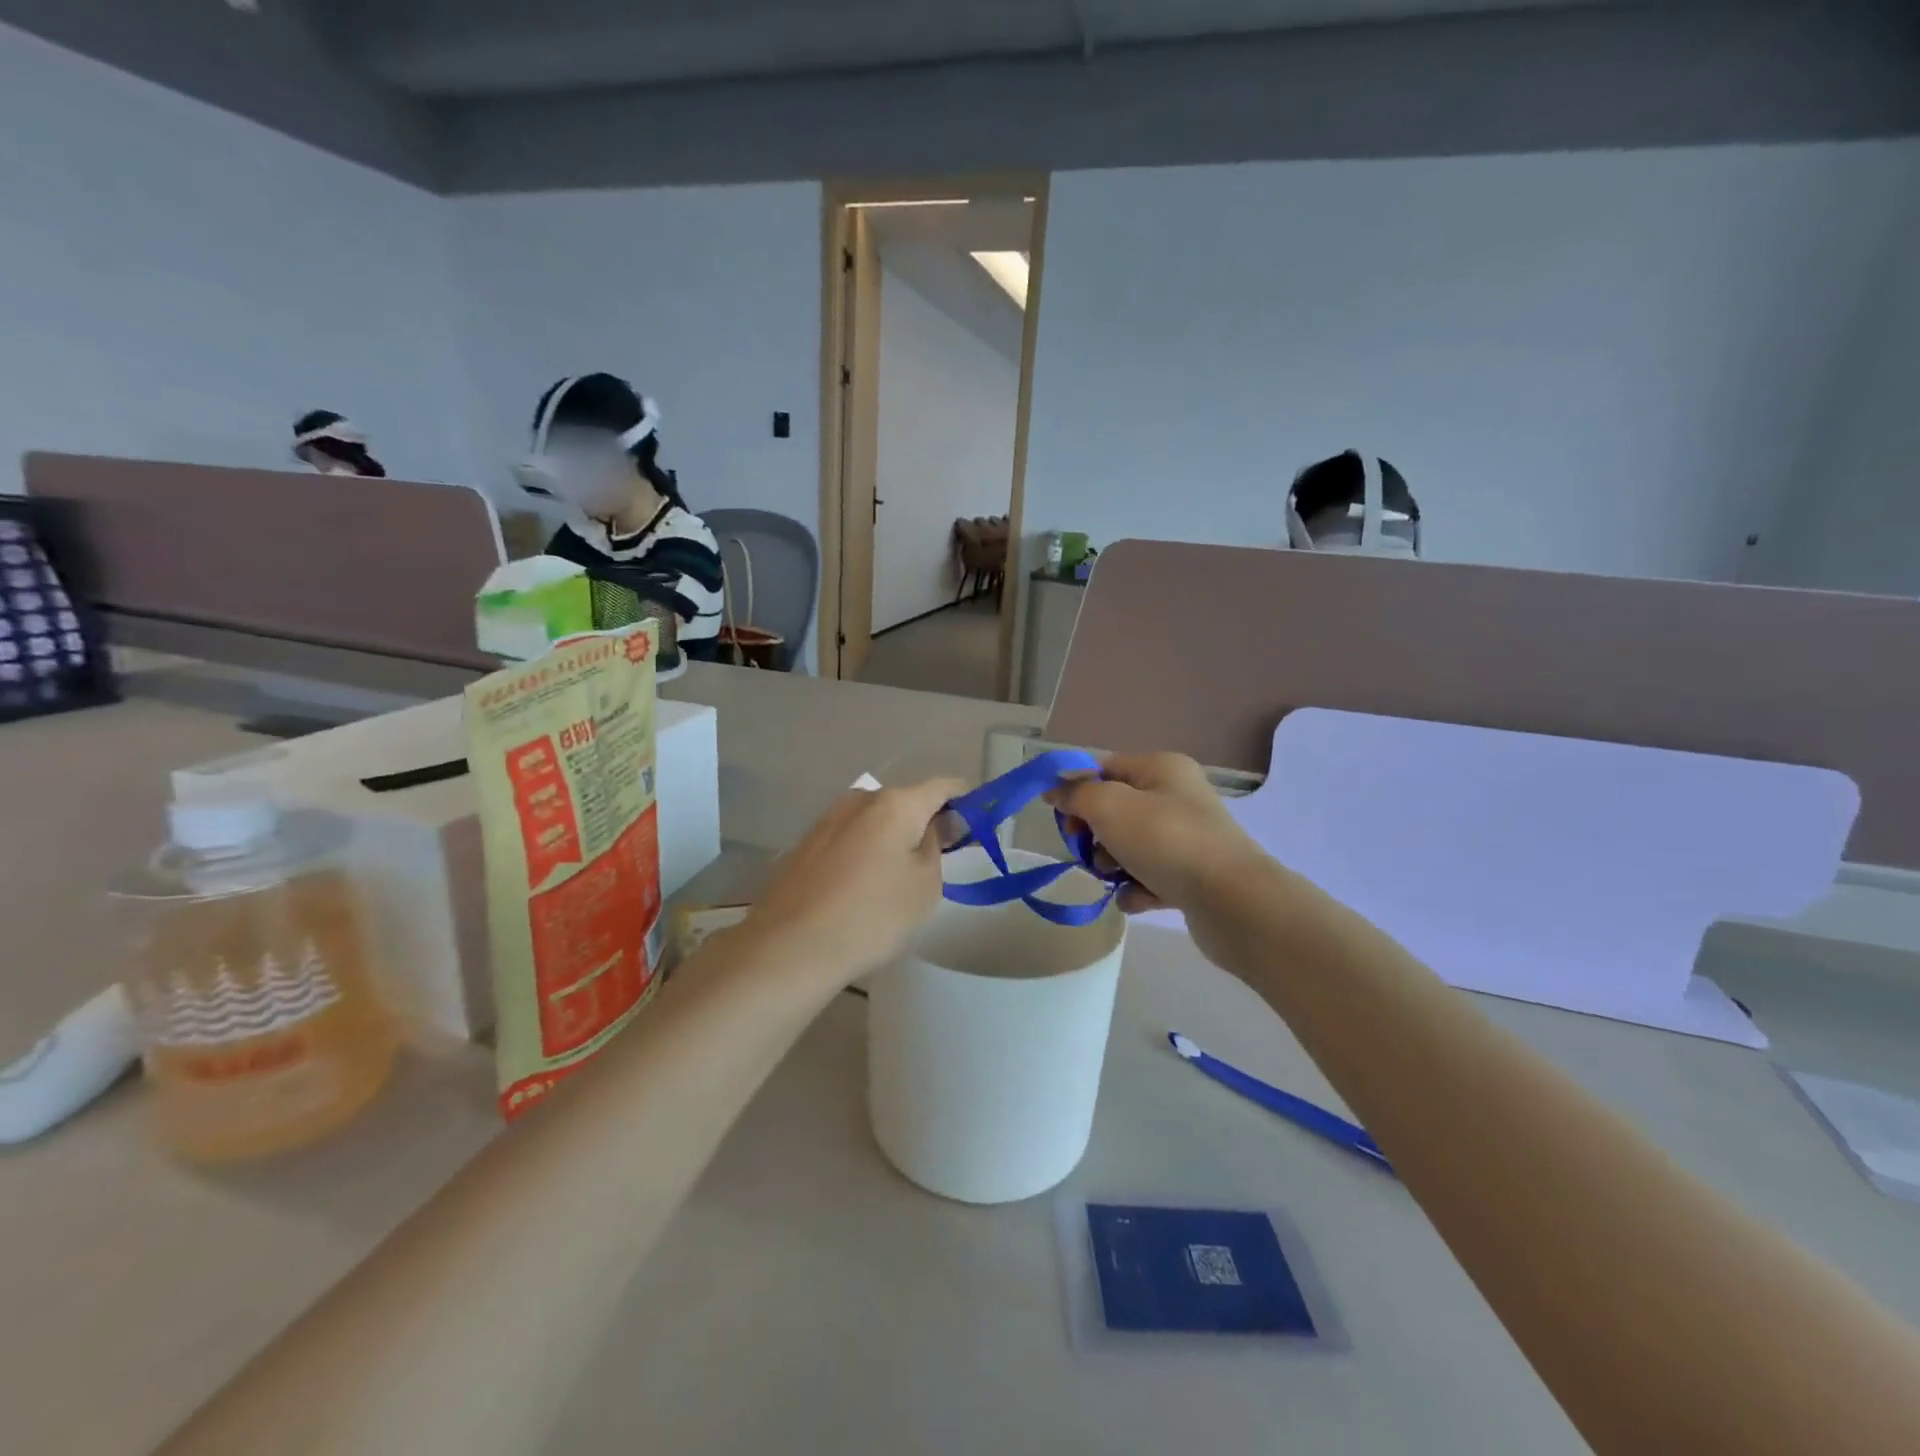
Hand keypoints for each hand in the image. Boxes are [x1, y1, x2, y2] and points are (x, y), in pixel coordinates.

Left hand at [744, 778, 965, 985]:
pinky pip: (850, 838)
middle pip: (906, 801)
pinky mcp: (806, 843)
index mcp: (896, 803)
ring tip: (897, 879)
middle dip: (926, 822)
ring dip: (892, 838)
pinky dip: (865, 851)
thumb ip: (937, 844)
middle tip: (938, 860)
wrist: (791, 946)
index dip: (966, 801)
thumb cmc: (873, 915)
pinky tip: (862, 886)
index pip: (944, 787)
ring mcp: (828, 819)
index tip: (974, 828)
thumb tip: (937, 823)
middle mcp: (860, 799)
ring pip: (875, 820)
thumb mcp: (925, 884)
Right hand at [1051, 753, 1267, 916]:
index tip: (1060, 818)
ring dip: (1112, 863)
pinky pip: (1150, 877)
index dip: (1077, 789)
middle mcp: (1178, 796)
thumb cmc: (1166, 841)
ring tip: (1115, 878)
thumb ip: (1076, 794)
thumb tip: (1055, 789)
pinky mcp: (1193, 876)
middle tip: (1088, 851)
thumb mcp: (1110, 806)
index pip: (1105, 767)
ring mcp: (1188, 837)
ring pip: (1130, 845)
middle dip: (1094, 832)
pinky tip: (1137, 899)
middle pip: (1116, 808)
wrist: (1232, 902)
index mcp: (1162, 768)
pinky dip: (1137, 888)